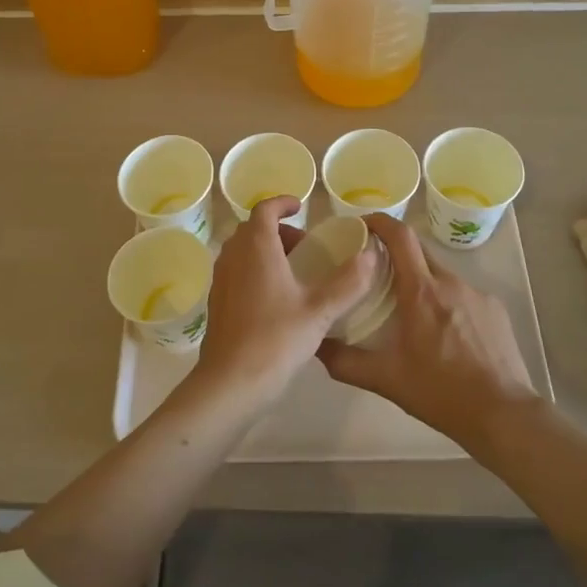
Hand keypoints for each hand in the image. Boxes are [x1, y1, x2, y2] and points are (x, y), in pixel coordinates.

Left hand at [194, 196, 379, 406]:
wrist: (231, 382)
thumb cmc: (276, 339)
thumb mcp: (320, 311)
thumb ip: (348, 282)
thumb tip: (370, 255)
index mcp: (257, 248)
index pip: (264, 210)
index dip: (282, 203)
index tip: (300, 208)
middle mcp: (233, 257)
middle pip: (252, 229)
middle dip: (278, 231)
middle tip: (305, 247)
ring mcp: (220, 280)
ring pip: (242, 251)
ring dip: (266, 250)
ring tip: (295, 272)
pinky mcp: (216, 302)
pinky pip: (236, 271)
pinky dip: (254, 270)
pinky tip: (276, 299)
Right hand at [317, 214, 536, 448]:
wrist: (503, 414)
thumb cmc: (440, 392)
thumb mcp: (385, 379)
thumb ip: (345, 361)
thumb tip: (316, 346)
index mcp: (421, 291)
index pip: (400, 236)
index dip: (380, 222)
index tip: (362, 224)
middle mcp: (450, 282)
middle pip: (419, 252)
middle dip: (397, 254)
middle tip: (377, 272)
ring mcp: (478, 294)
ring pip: (442, 275)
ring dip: (422, 282)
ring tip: (410, 311)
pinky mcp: (496, 310)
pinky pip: (464, 294)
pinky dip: (447, 302)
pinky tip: (445, 334)